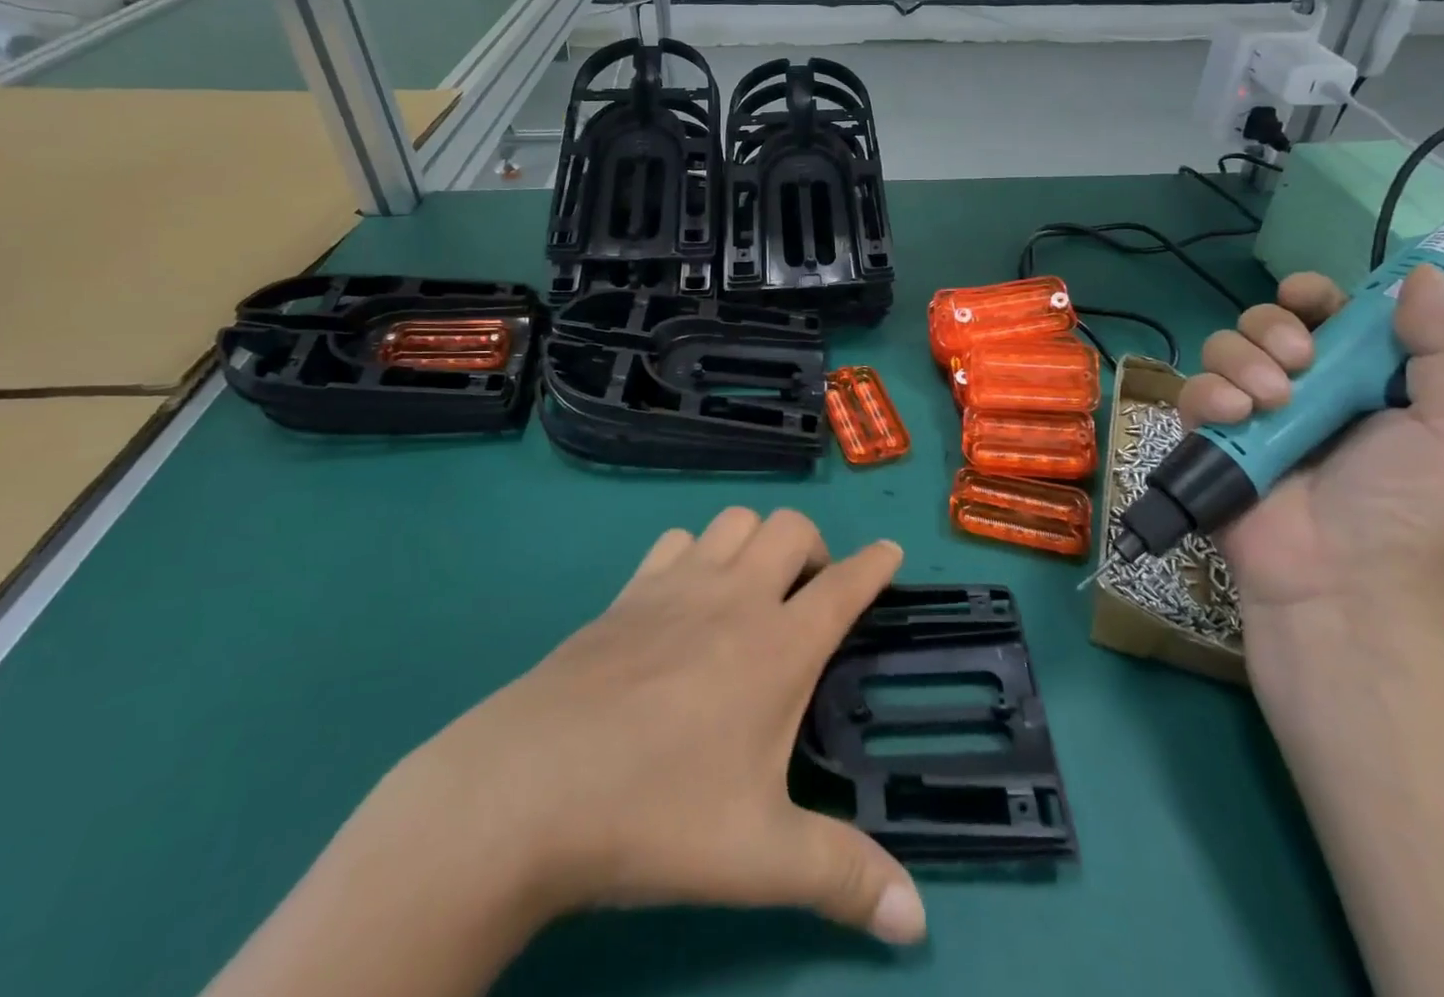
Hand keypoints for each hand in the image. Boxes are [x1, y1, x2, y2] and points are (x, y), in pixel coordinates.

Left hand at [383, 508, 925, 947]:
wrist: (527, 789)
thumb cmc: (655, 815)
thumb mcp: (759, 858)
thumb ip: (844, 879)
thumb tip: (917, 923)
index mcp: (778, 646)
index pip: (845, 585)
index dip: (875, 565)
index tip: (891, 552)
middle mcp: (735, 598)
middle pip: (791, 527)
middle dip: (815, 546)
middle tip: (811, 594)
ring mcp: (676, 586)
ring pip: (734, 520)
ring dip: (756, 540)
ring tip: (754, 587)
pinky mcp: (628, 593)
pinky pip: (675, 541)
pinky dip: (695, 551)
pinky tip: (685, 596)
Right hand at [1178, 265, 1443, 633]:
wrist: (1340, 587)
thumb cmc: (1407, 511)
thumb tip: (1423, 275)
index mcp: (1362, 380)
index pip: (1329, 313)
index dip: (1315, 295)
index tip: (1310, 298)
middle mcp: (1303, 388)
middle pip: (1266, 320)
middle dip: (1275, 327)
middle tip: (1300, 361)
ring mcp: (1250, 413)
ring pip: (1224, 347)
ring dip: (1245, 361)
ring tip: (1272, 403)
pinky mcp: (1208, 437)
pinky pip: (1193, 390)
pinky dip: (1210, 395)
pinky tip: (1234, 418)